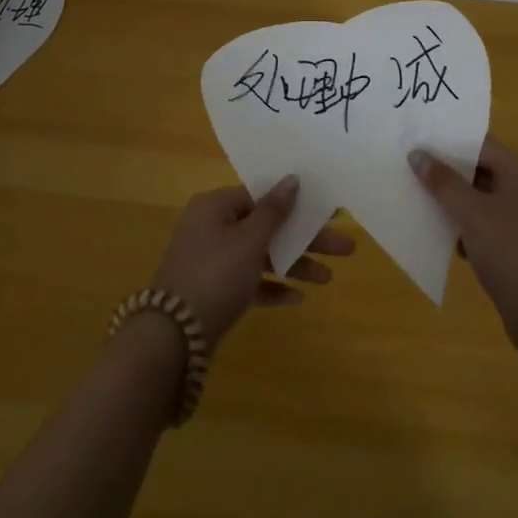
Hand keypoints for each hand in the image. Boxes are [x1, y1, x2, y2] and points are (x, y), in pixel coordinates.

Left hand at [150, 177, 355, 346]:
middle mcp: (211, 228)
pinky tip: (297, 299)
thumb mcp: (249, 240)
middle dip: (303, 238)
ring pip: (260, 256)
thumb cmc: (215, 276)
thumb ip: (274, 211)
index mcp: (215, 206)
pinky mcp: (214, 292)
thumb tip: (292, 179)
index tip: (327, 212)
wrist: (174, 338)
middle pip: (265, 226)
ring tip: (328, 278)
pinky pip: (249, 282)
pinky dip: (271, 287)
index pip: (260, 195)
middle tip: (344, 247)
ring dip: (292, 264)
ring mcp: (211, 261)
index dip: (294, 203)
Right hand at [410, 136, 517, 364]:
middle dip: (445, 170)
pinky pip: (481, 226)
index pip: (479, 143)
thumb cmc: (510, 252)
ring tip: (415, 196)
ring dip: (450, 200)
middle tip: (408, 165)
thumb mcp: (471, 212)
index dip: (448, 139)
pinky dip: (461, 226)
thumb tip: (418, 153)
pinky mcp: (514, 248)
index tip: (416, 138)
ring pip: (477, 199)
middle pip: (477, 169)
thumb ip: (443, 181)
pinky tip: (438, 234)